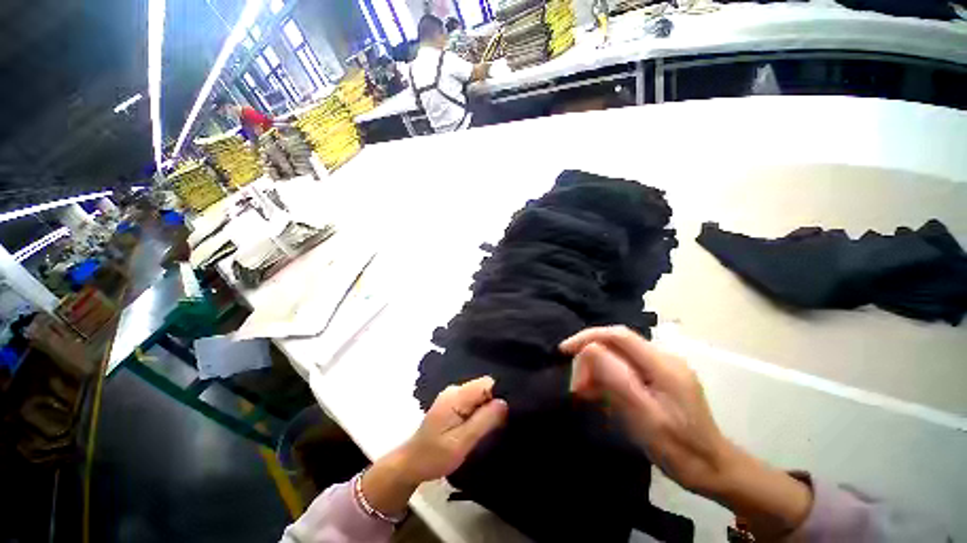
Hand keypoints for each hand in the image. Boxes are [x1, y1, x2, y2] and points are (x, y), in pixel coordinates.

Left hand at [361, 377, 507, 516]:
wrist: (410, 464)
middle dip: (494, 403)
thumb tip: (505, 403)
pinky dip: (480, 412)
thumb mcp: (462, 442)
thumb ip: (484, 421)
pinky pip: (474, 401)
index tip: (505, 414)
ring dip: (487, 409)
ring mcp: (453, 396)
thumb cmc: (434, 456)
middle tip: (498, 425)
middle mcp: (455, 390)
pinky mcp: (453, 403)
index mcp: (456, 395)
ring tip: (491, 428)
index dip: (499, 395)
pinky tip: (480, 426)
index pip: (487, 383)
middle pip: (484, 387)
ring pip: (480, 395)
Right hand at [561, 326, 730, 493]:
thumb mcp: (645, 417)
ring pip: (618, 356)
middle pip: (616, 345)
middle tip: (577, 387)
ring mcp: (662, 368)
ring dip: (596, 370)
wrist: (713, 470)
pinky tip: (597, 393)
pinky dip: (607, 378)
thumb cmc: (680, 449)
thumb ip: (617, 379)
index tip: (564, 350)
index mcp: (663, 365)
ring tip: (584, 393)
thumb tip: (590, 349)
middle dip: (591, 360)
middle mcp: (663, 358)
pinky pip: (625, 369)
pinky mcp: (659, 378)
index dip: (588, 337)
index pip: (618, 335)